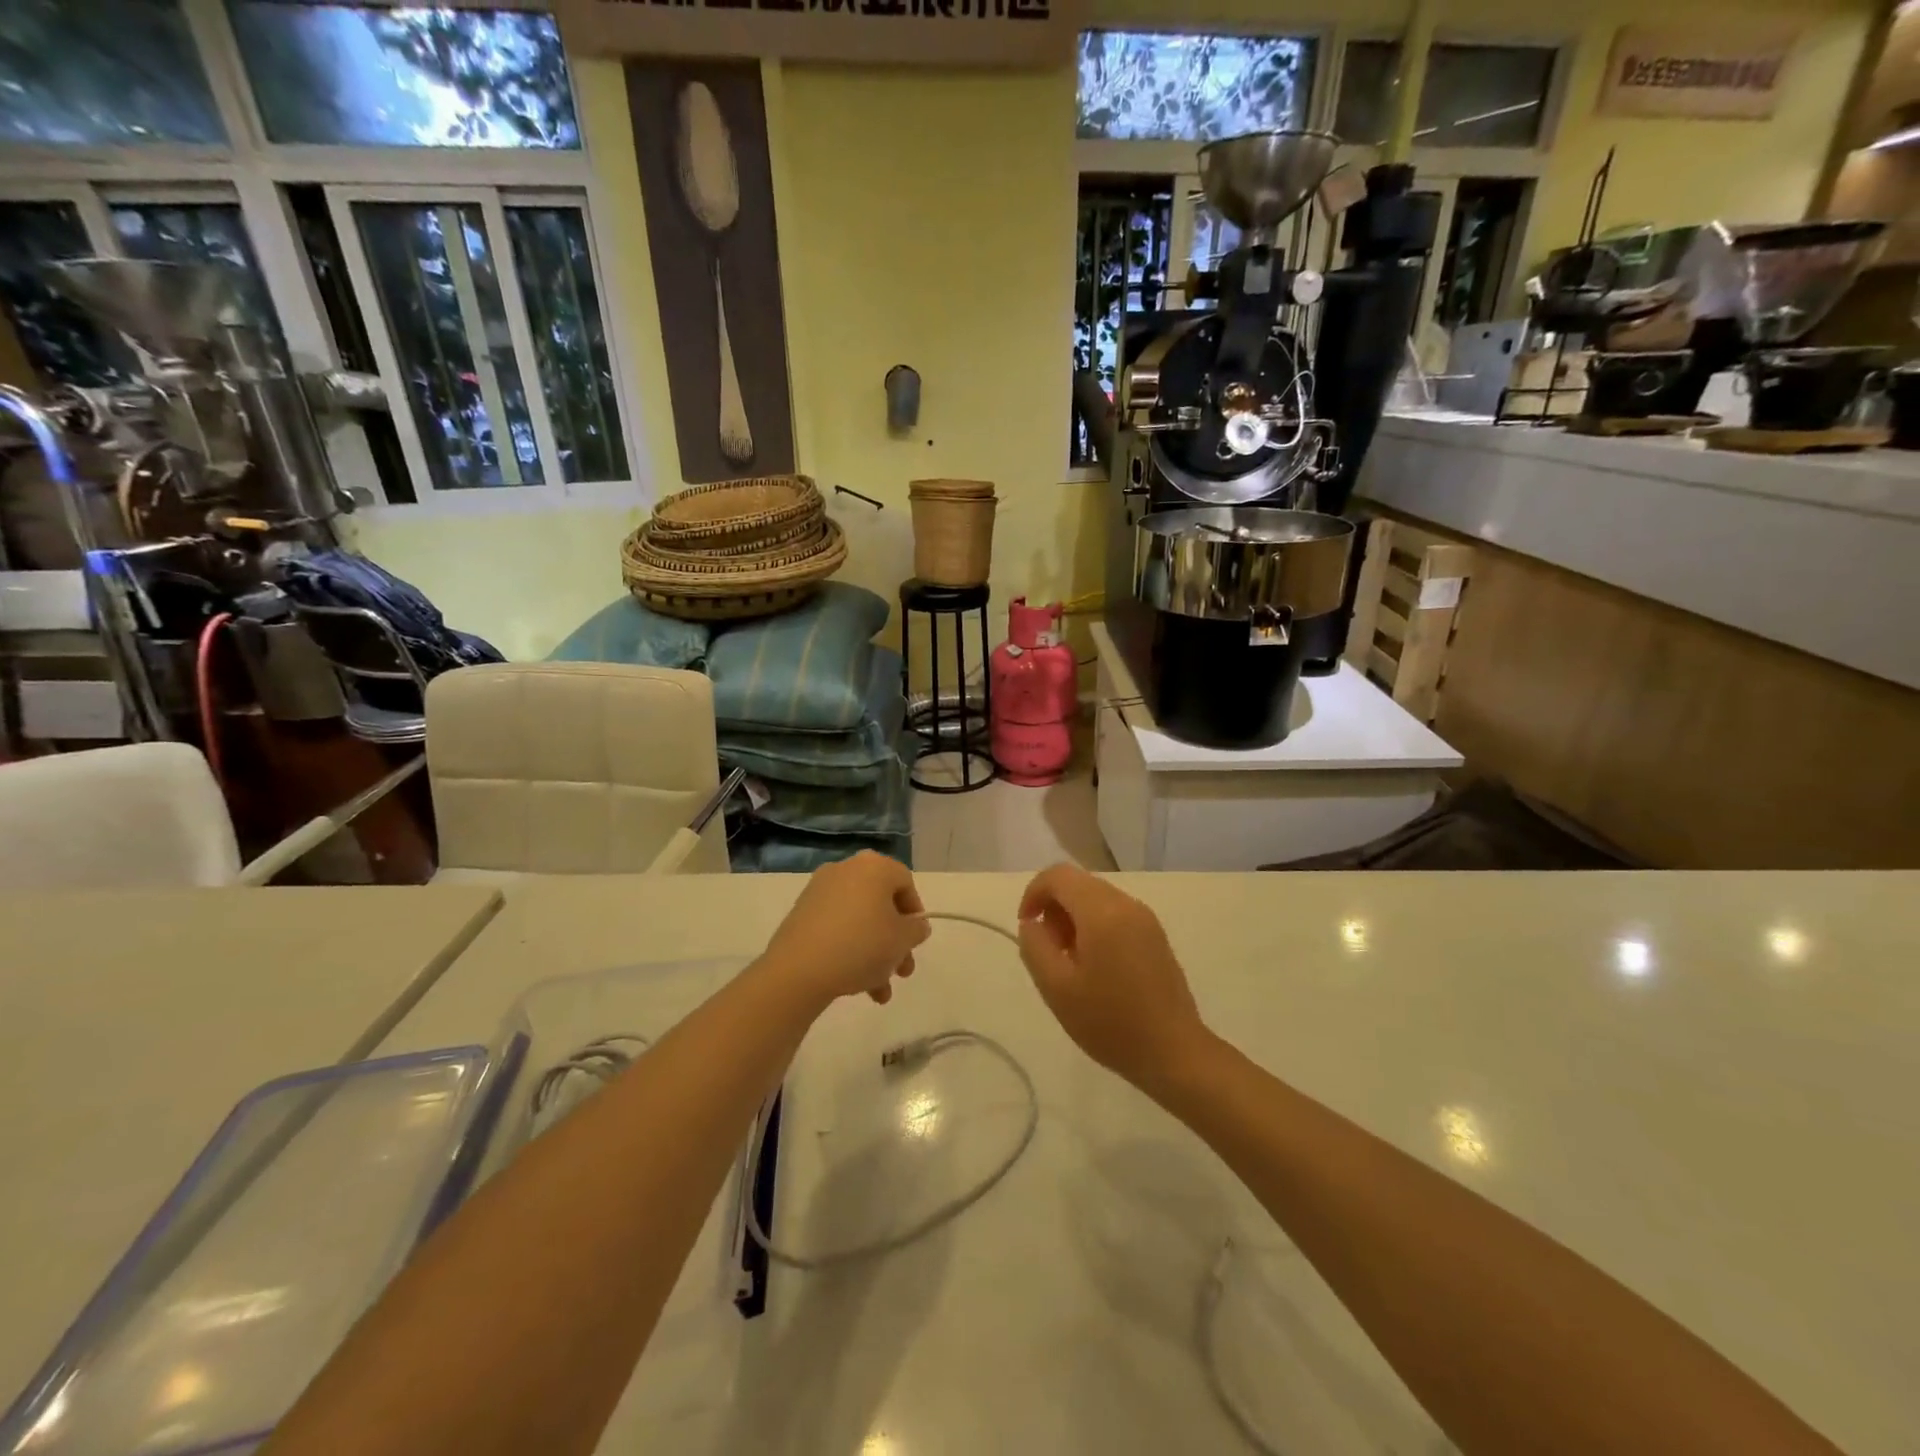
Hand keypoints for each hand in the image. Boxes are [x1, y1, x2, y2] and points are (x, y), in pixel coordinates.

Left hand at [761, 851, 929, 1007]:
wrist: (798, 970)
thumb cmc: (861, 945)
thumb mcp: (902, 940)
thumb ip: (917, 929)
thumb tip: (915, 925)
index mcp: (874, 866)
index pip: (905, 882)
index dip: (915, 913)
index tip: (915, 941)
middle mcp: (846, 870)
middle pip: (882, 905)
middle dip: (895, 942)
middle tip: (901, 972)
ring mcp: (820, 891)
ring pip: (860, 921)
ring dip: (875, 954)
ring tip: (880, 991)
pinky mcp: (802, 914)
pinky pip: (837, 928)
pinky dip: (850, 950)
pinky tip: (858, 986)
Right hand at [1017, 864, 1211, 1095]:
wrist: (1174, 1053)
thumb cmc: (1110, 1022)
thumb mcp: (1056, 988)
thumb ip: (1035, 946)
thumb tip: (1033, 922)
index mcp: (1102, 911)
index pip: (1058, 875)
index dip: (1033, 893)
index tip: (1026, 927)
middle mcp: (1126, 904)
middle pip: (1078, 884)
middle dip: (1054, 908)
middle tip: (1049, 952)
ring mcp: (1145, 918)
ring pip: (1096, 899)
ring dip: (1074, 919)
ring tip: (1070, 964)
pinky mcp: (1155, 936)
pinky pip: (1115, 915)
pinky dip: (1094, 928)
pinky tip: (1096, 969)